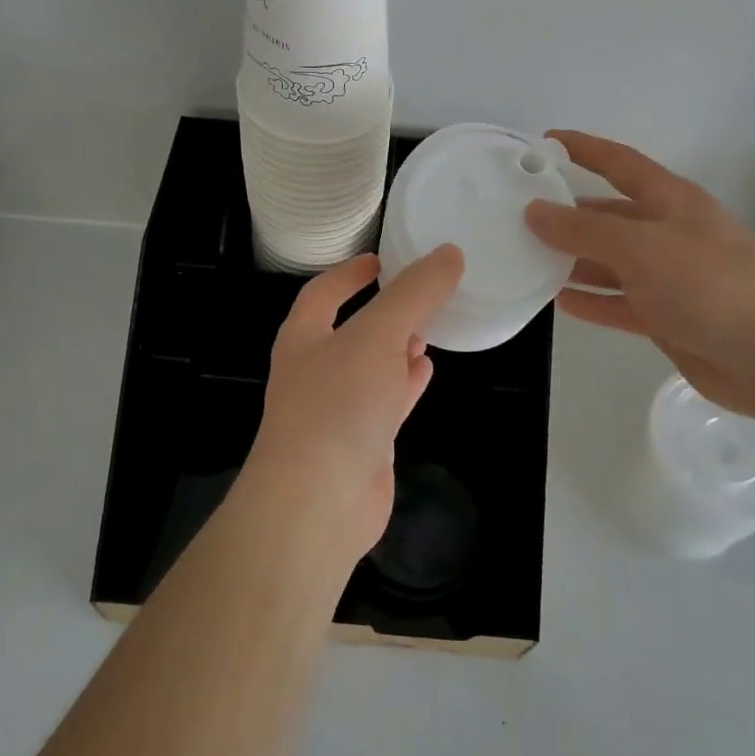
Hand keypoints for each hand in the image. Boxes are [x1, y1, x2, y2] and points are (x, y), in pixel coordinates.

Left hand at [246, 246, 465, 561]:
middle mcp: (315, 370)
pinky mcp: (360, 444)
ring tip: (426, 329)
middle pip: (350, 329)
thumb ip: (415, 293)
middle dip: (381, 312)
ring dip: (395, 347)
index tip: (380, 259)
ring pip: (370, 367)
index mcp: (305, 337)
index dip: (350, 273)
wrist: (318, 503)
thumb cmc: (338, 403)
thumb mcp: (378, 334)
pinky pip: (385, 402)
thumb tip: (449, 253)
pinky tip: (425, 370)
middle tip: (417, 294)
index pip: (323, 292)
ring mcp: (337, 410)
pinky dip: (404, 383)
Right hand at [524, 130, 754, 424]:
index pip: (619, 163)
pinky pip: (620, 301)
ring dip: (575, 259)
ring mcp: (669, 276)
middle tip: (521, 214)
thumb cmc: (708, 285)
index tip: (544, 141)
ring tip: (529, 258)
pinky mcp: (668, 315)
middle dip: (569, 213)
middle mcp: (669, 232)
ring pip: (611, 260)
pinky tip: (560, 300)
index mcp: (671, 201)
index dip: (584, 149)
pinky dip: (593, 299)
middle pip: (610, 214)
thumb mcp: (641, 248)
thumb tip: (534, 211)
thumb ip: (584, 230)